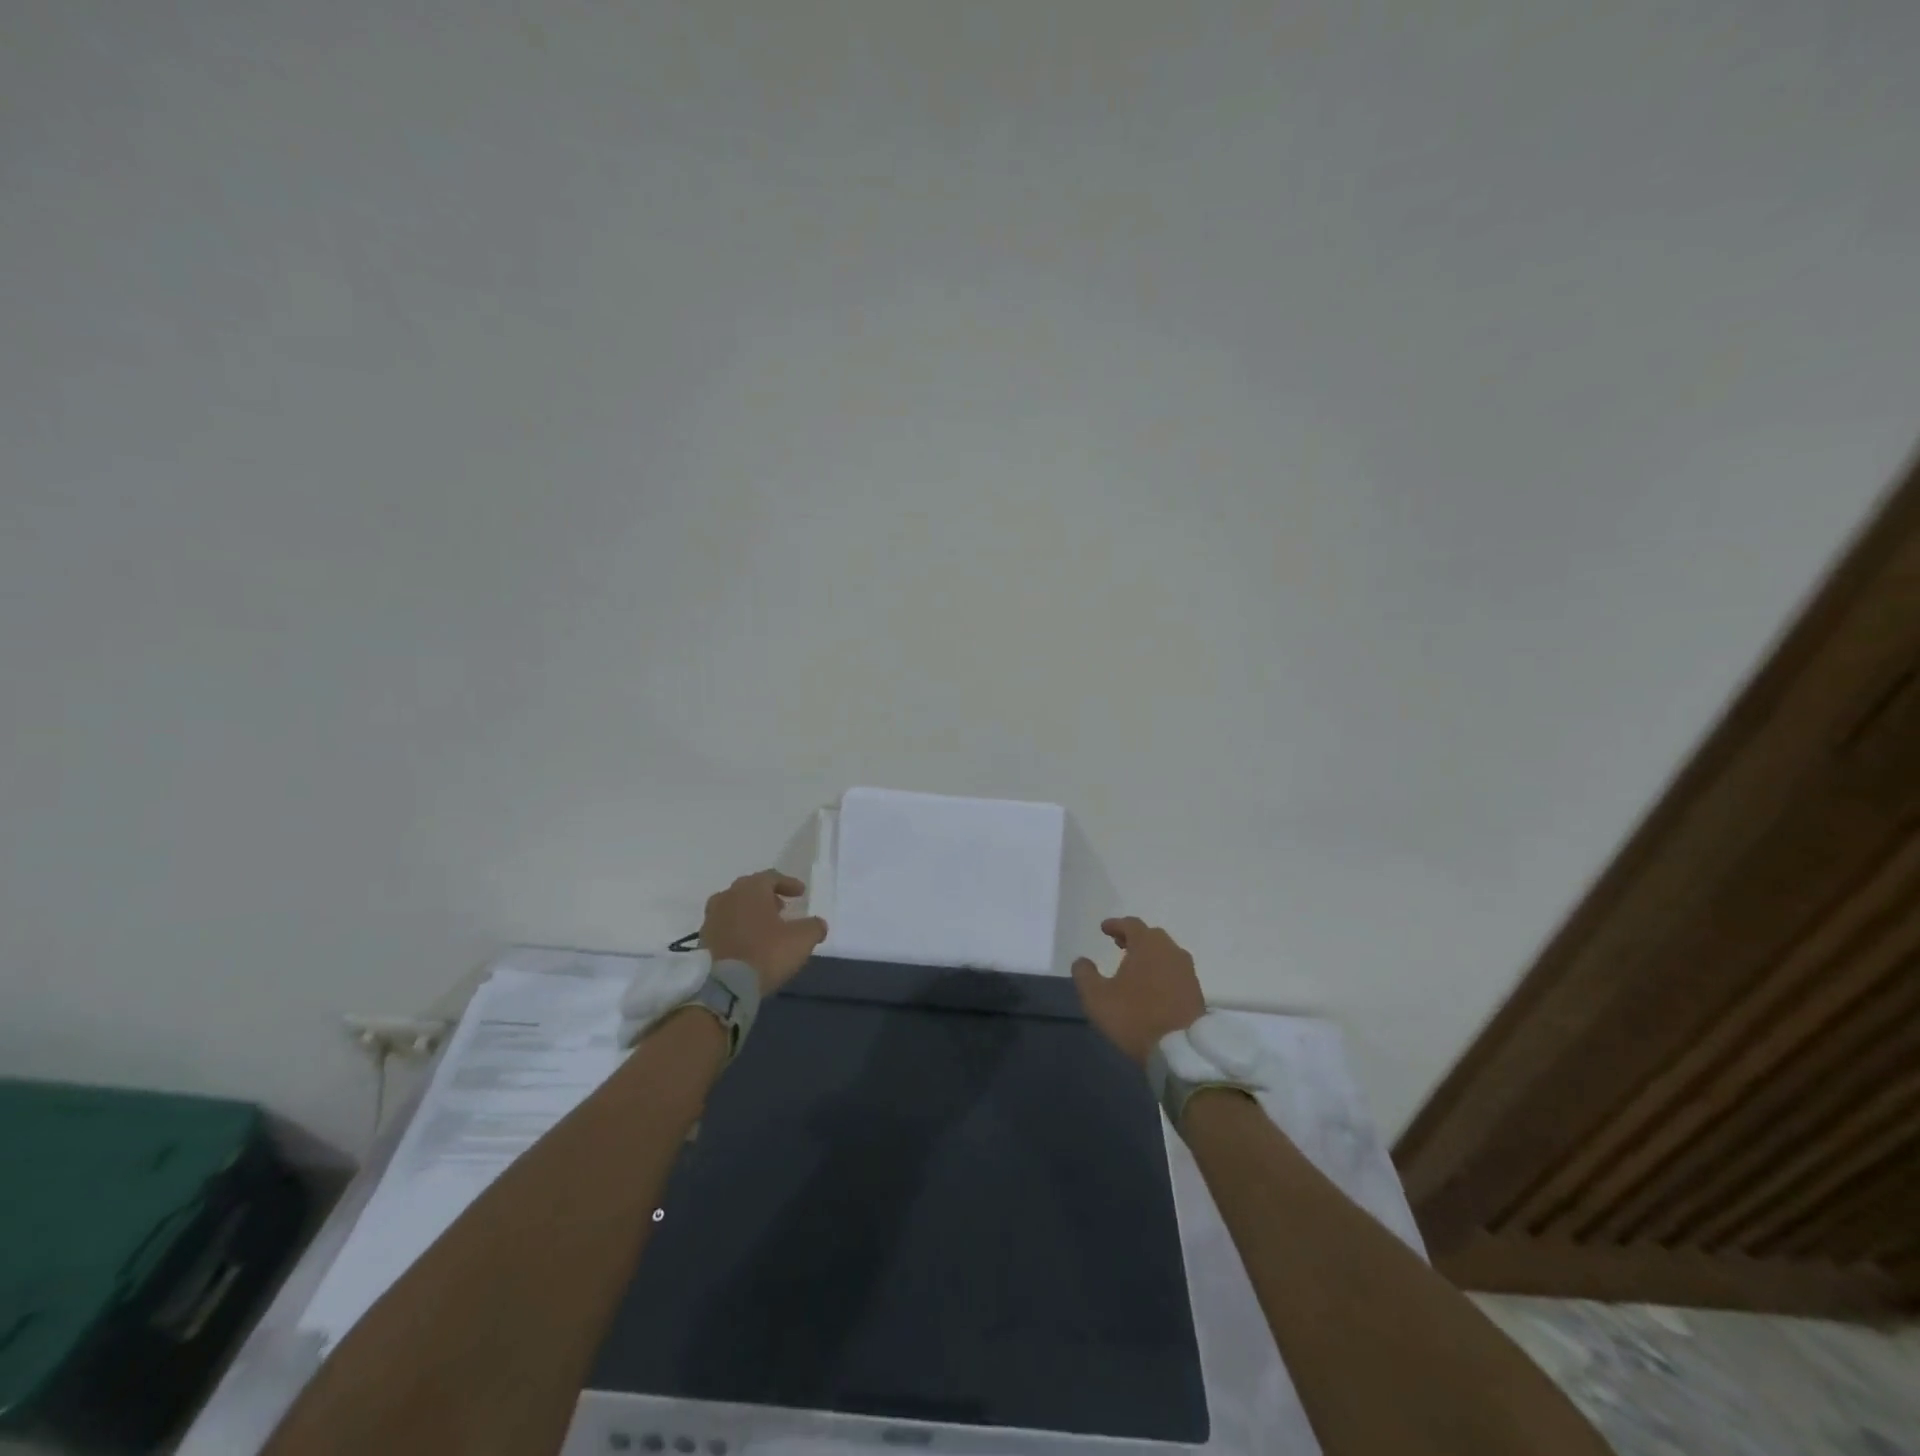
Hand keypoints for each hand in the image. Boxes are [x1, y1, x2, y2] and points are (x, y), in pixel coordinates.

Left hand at [700, 871, 828, 993]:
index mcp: (750, 889)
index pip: (771, 877)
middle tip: (782, 907)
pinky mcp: (703, 940)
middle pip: (750, 889)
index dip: (788, 883)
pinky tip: (749, 942)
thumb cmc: (767, 952)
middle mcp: (727, 896)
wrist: (725, 986)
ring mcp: (711, 918)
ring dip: (750, 912)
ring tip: (765, 926)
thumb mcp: (802, 939)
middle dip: (768, 896)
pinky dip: (738, 928)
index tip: (800, 893)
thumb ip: (814, 926)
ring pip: (734, 907)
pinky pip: (725, 926)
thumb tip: (818, 924)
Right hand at [1071, 918, 1205, 1065]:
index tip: (1104, 929)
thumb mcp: (1096, 997)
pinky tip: (1152, 985)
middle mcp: (1171, 951)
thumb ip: (1085, 974)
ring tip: (1134, 966)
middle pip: (1151, 936)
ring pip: (1166, 954)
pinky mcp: (1196, 991)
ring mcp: (1187, 971)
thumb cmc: (1134, 1017)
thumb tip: (1081, 961)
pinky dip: (1161, 971)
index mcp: (1147, 945)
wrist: (1180, 1050)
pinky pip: (1175, 971)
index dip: (1116, 925)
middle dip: (1133, 937)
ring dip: (1149, 955)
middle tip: (1119, 944)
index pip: (1131, 924)